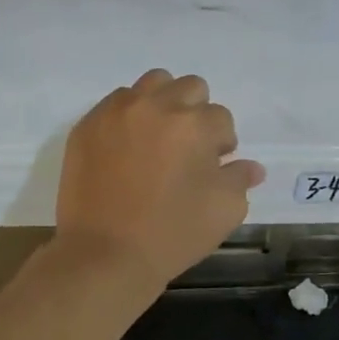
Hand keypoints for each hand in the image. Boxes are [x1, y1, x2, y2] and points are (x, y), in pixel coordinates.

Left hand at [55, 70, 265, 292]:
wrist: (105, 255)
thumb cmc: (172, 234)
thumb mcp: (224, 211)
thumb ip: (240, 179)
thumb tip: (250, 167)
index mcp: (195, 124)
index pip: (222, 118)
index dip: (222, 143)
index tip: (213, 165)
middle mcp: (157, 106)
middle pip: (190, 88)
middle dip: (197, 113)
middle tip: (188, 148)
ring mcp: (117, 112)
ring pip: (152, 84)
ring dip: (163, 104)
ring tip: (157, 138)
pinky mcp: (88, 125)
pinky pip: (116, 103)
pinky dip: (128, 116)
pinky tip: (126, 148)